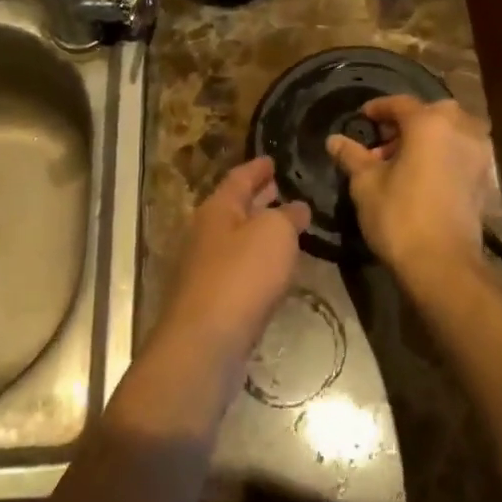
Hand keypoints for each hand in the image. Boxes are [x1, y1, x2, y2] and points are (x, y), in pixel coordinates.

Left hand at [158, 158, 311, 368]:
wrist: (206, 341)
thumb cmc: (242, 275)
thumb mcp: (274, 233)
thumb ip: (288, 216)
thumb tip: (296, 207)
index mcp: (217, 209)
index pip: (239, 177)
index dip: (258, 167)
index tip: (273, 159)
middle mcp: (206, 233)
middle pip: (235, 207)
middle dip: (258, 197)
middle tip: (282, 188)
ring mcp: (206, 268)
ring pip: (237, 239)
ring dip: (259, 230)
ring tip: (287, 226)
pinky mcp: (212, 299)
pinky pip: (239, 268)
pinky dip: (258, 260)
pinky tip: (275, 268)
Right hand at [327, 97, 494, 277]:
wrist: (442, 265)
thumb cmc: (399, 216)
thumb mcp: (366, 184)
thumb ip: (352, 156)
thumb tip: (334, 140)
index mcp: (429, 123)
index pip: (400, 104)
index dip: (378, 109)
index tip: (362, 118)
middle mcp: (460, 129)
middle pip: (430, 113)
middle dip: (406, 123)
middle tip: (383, 142)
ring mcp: (478, 153)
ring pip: (450, 131)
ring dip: (428, 138)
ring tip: (403, 160)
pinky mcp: (485, 177)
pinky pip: (461, 152)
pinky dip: (443, 154)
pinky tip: (424, 175)